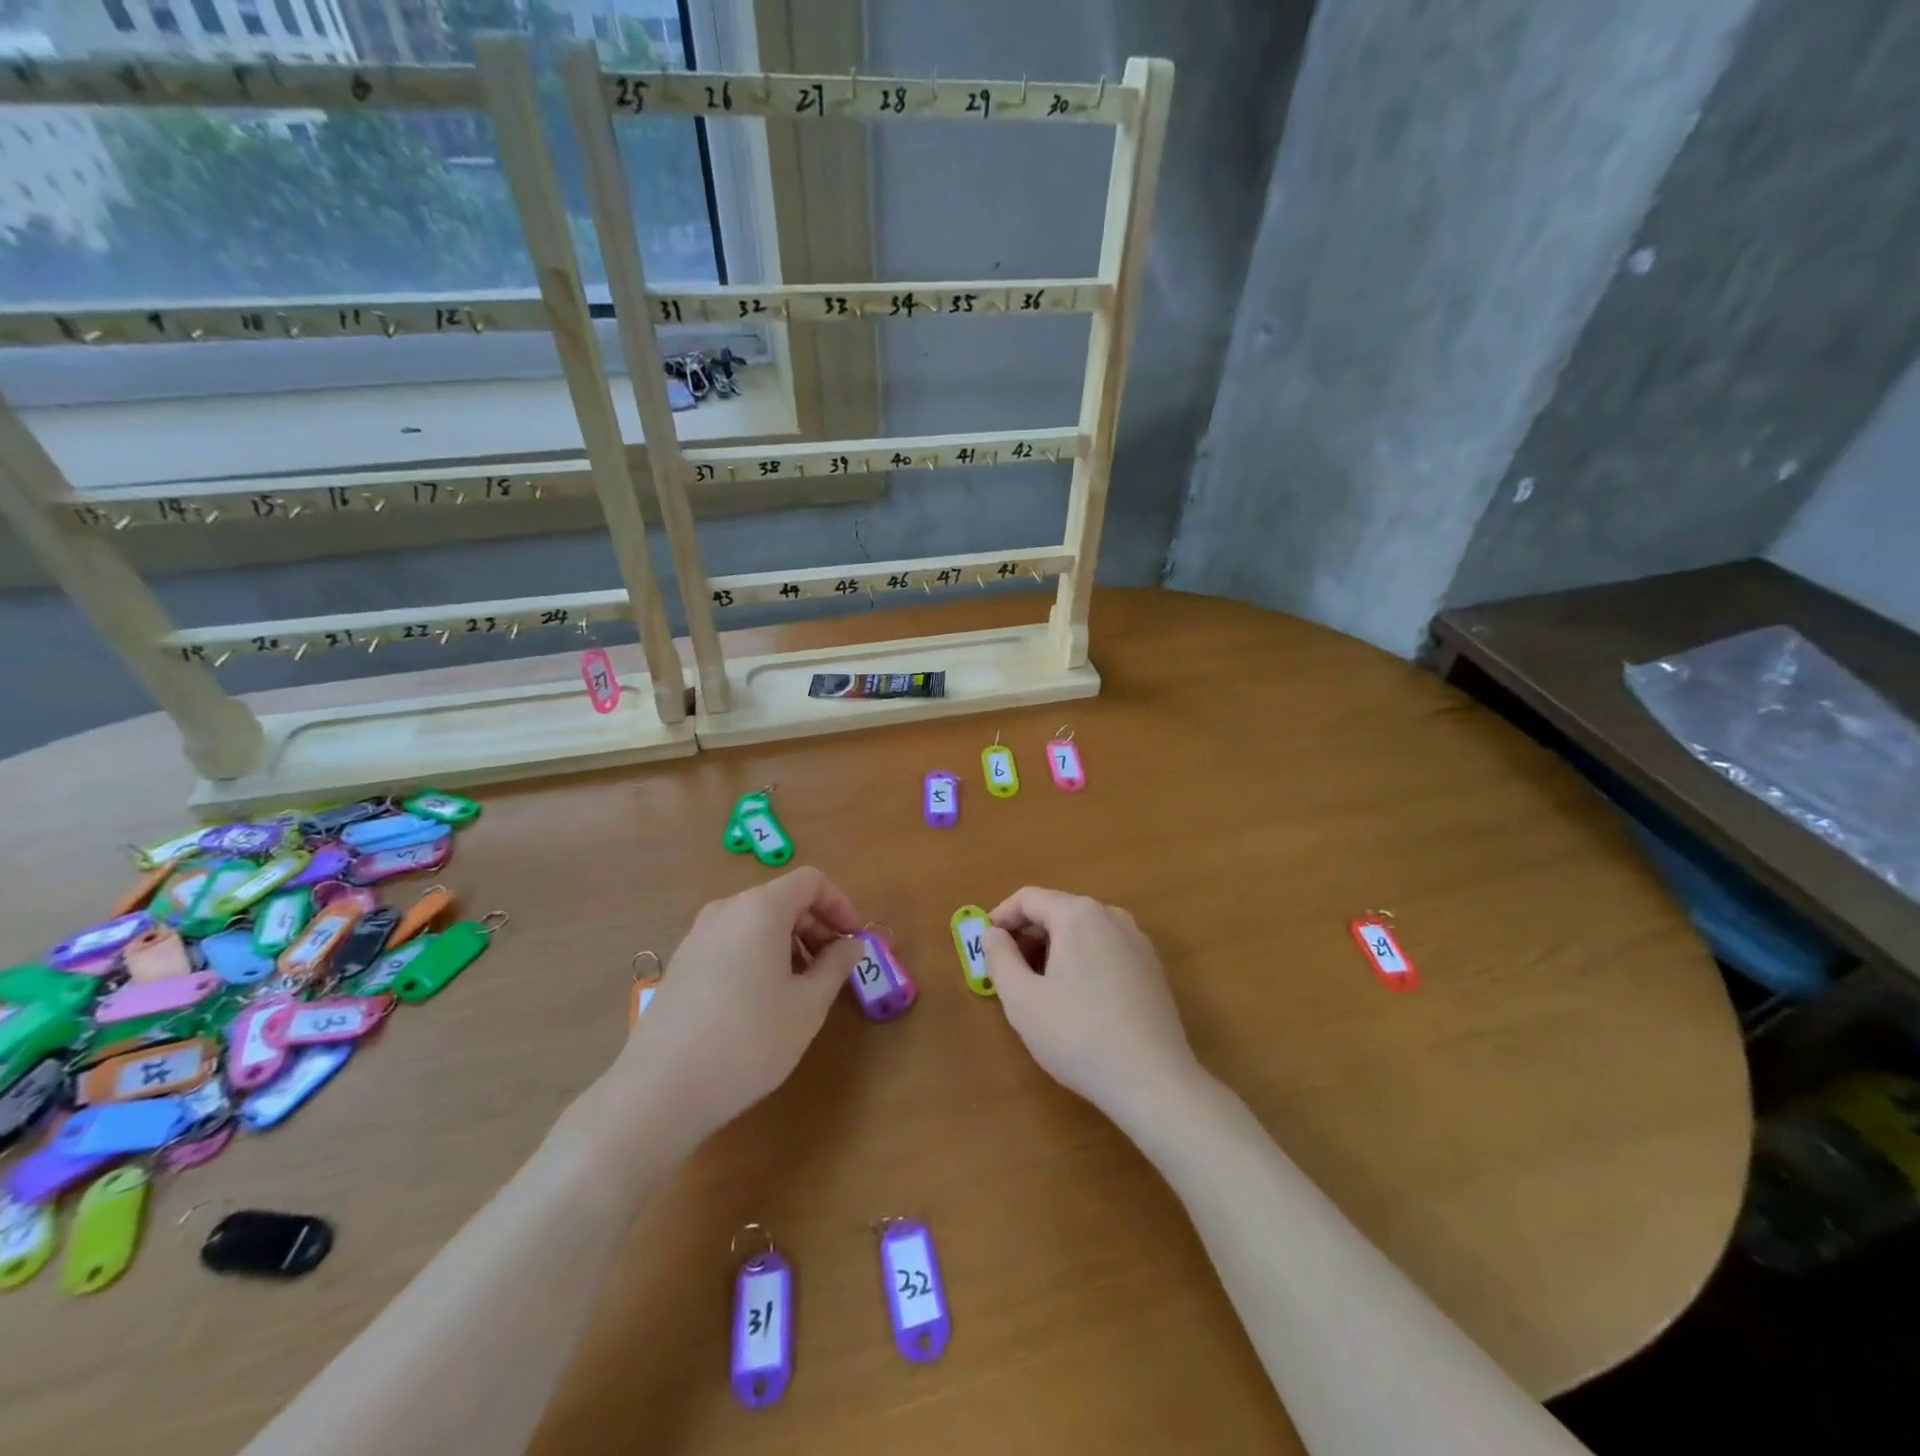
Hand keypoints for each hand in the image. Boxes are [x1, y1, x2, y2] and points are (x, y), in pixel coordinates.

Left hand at [614, 867, 863, 1143]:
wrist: (660, 1091)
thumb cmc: (749, 1039)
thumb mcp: (808, 1004)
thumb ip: (836, 965)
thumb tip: (852, 943)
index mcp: (760, 908)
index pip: (811, 881)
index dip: (840, 904)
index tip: (854, 941)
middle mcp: (726, 911)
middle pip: (782, 900)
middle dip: (816, 928)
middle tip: (834, 970)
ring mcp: (697, 937)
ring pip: (756, 924)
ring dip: (789, 945)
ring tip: (801, 992)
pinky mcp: (681, 966)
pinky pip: (732, 945)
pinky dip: (759, 958)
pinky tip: (762, 1005)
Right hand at [983, 886, 1201, 1120]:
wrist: (1154, 1082)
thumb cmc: (1078, 1036)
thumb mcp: (1022, 999)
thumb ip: (999, 958)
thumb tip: (992, 934)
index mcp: (1078, 914)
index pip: (1028, 898)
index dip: (1000, 918)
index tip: (984, 947)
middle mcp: (1112, 916)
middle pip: (1056, 910)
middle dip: (1026, 936)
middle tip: (1007, 972)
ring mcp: (1137, 941)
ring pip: (1082, 931)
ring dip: (1052, 949)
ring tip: (1038, 988)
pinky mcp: (1151, 968)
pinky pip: (1104, 949)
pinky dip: (1081, 961)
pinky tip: (1076, 1000)